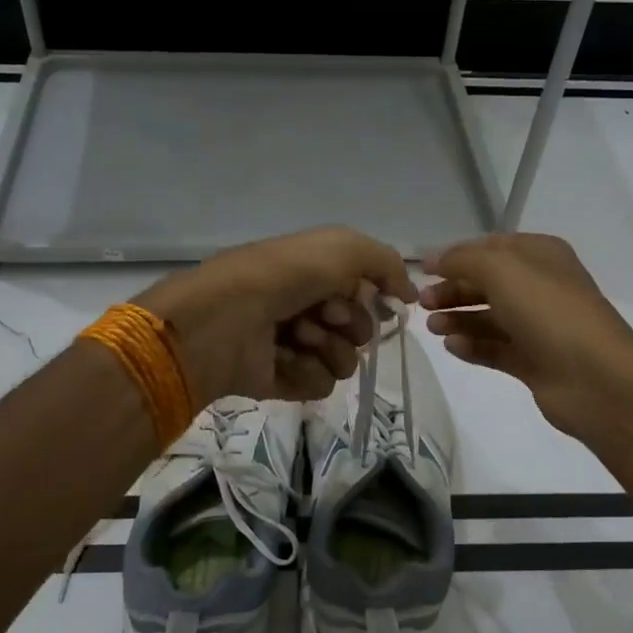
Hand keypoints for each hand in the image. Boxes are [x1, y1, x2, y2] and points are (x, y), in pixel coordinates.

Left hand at [136, 227, 418, 403]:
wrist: (225, 318)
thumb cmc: (283, 275)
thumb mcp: (343, 247)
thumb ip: (386, 263)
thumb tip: (407, 296)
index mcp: (315, 275)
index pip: (366, 293)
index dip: (368, 295)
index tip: (359, 293)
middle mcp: (306, 309)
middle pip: (361, 329)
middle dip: (348, 321)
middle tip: (321, 313)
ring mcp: (294, 347)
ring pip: (345, 361)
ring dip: (328, 347)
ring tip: (296, 336)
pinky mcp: (283, 381)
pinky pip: (321, 385)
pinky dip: (306, 371)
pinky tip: (282, 358)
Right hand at [421, 232, 632, 438]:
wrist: (594, 377)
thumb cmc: (548, 311)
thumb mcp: (501, 269)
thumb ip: (462, 260)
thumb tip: (434, 260)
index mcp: (540, 256)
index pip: (491, 248)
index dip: (456, 256)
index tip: (423, 269)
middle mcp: (540, 287)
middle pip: (486, 284)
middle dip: (453, 290)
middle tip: (422, 302)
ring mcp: (538, 327)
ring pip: (488, 318)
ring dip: (458, 319)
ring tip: (433, 327)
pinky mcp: (532, 361)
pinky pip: (494, 349)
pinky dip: (472, 346)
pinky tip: (452, 347)